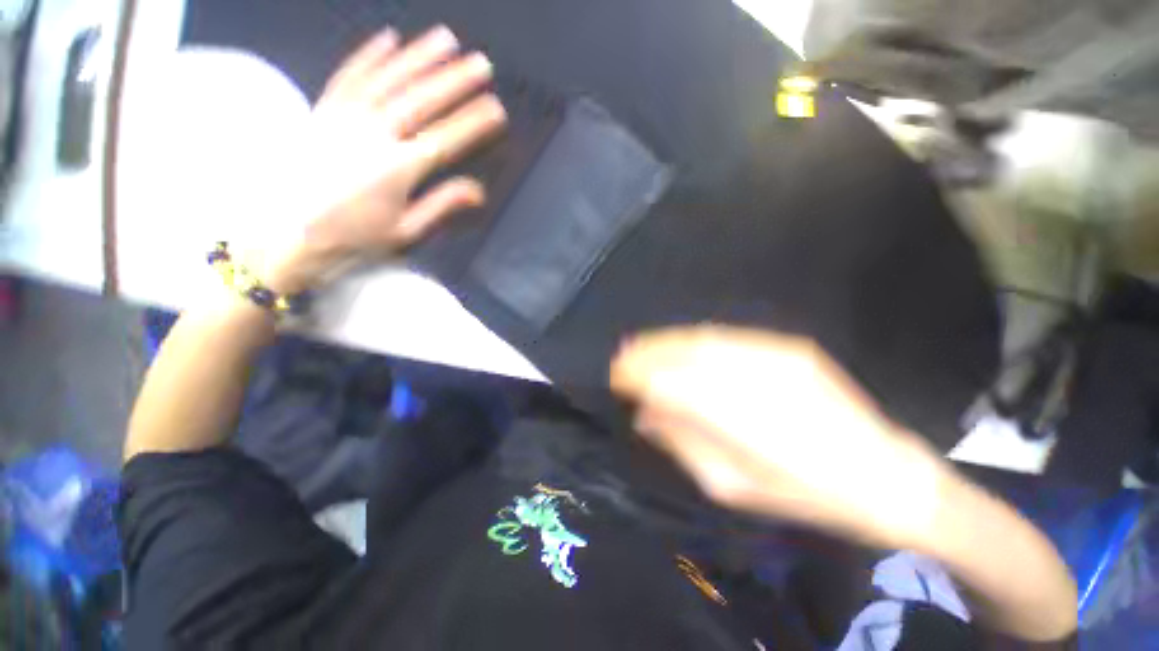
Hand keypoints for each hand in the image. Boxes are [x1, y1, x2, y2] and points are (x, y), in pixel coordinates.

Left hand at [259, 26, 506, 293]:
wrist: (288, 234)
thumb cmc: (354, 238)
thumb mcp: (406, 231)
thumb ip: (442, 205)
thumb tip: (479, 191)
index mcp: (398, 169)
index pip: (445, 140)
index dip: (473, 124)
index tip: (496, 109)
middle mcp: (374, 135)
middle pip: (421, 101)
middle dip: (455, 81)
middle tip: (482, 64)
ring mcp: (345, 117)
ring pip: (389, 79)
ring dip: (420, 57)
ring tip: (446, 39)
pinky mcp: (323, 110)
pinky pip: (349, 75)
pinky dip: (370, 55)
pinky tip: (389, 38)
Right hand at [610, 326, 952, 550]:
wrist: (885, 474)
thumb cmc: (804, 493)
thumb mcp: (731, 486)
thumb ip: (682, 443)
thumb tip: (644, 415)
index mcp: (737, 419)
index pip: (668, 383)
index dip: (636, 375)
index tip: (615, 376)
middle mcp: (752, 377)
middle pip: (682, 354)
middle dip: (645, 353)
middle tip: (621, 357)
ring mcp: (773, 355)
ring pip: (701, 339)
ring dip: (665, 341)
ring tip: (639, 345)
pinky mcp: (787, 346)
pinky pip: (727, 336)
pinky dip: (694, 338)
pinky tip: (679, 344)